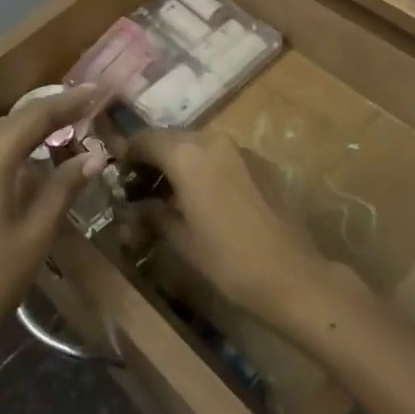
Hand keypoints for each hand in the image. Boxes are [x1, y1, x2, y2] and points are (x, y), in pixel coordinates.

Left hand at [0, 86, 104, 386]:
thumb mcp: (36, 234)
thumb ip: (64, 187)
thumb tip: (94, 156)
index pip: (38, 115)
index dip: (71, 102)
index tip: (100, 90)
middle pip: (16, 122)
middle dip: (53, 116)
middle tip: (90, 109)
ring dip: (32, 135)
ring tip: (69, 131)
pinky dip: (12, 154)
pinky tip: (33, 163)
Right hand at [125, 128, 339, 325]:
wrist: (293, 275)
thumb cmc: (228, 260)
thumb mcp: (181, 240)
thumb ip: (154, 214)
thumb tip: (138, 206)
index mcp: (186, 155)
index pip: (145, 139)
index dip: (129, 154)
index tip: (121, 176)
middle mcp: (212, 140)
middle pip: (172, 138)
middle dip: (155, 158)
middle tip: (145, 187)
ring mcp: (240, 148)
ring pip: (199, 145)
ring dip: (182, 161)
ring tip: (176, 194)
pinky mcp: (261, 162)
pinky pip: (224, 156)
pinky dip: (208, 167)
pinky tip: (210, 198)